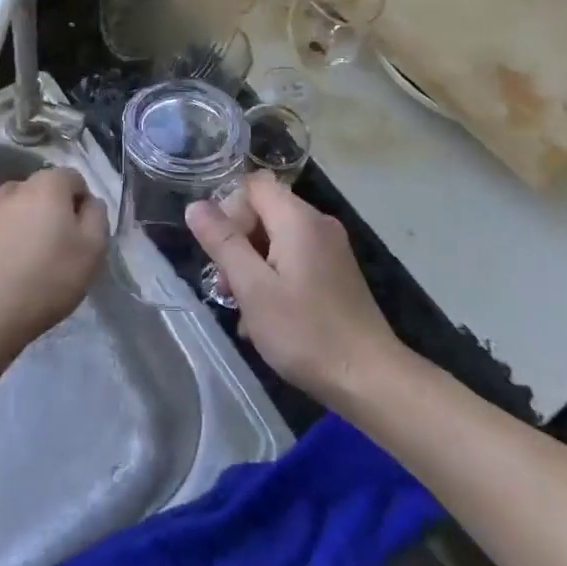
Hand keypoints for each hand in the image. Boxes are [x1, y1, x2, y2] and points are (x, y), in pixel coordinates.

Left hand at [0, 167, 107, 353]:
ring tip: (31, 252)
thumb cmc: (50, 277)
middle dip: (53, 208)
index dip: (82, 201)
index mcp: (47, 186)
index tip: (83, 231)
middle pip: (42, 189)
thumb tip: (90, 202)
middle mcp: (14, 189)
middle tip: (60, 243)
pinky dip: (4, 237)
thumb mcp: (93, 249)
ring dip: (25, 220)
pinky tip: (7, 264)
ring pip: (15, 206)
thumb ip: (97, 216)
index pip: (72, 177)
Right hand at [186, 175, 401, 403]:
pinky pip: (293, 260)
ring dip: (252, 266)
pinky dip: (274, 279)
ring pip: (276, 240)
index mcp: (299, 219)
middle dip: (237, 243)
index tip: (220, 250)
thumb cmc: (306, 332)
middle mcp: (318, 224)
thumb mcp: (253, 287)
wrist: (371, 379)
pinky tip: (265, 318)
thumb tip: (195, 206)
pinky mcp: (335, 274)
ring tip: (243, 310)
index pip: (252, 185)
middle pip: (263, 212)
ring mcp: (330, 250)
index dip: (228, 209)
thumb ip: (223, 242)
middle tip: (226, 287)